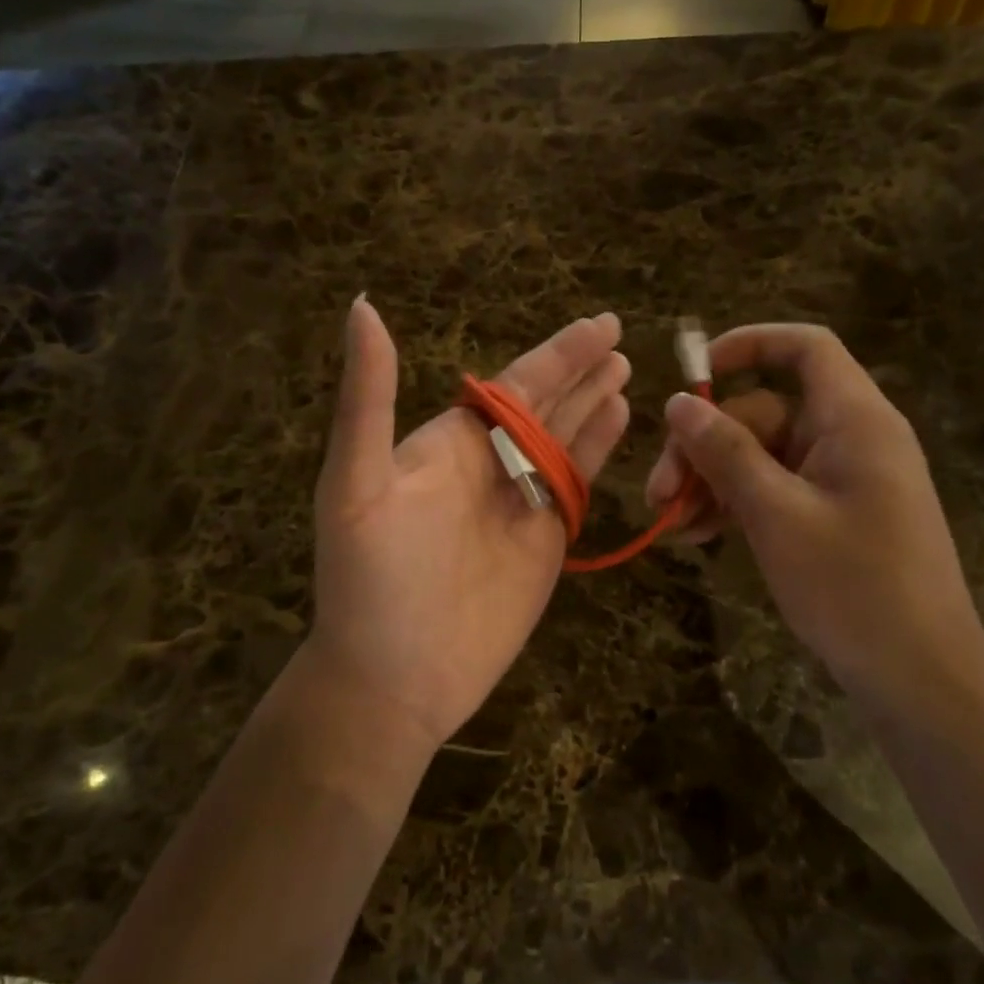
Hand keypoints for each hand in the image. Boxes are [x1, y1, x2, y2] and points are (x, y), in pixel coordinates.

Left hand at [303, 299, 631, 752]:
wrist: (393, 678)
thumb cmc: (369, 580)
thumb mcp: (356, 481)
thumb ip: (368, 397)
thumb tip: (361, 305)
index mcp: (450, 443)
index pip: (514, 384)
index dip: (558, 353)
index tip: (597, 325)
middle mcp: (490, 464)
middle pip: (547, 404)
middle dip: (581, 370)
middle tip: (618, 333)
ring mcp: (522, 503)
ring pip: (567, 438)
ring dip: (595, 402)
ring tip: (626, 369)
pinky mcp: (547, 541)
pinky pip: (578, 483)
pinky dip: (600, 450)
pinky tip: (620, 420)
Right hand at [644, 324, 983, 702]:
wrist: (919, 678)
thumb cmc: (853, 587)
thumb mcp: (776, 515)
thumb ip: (725, 452)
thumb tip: (679, 401)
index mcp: (854, 420)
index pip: (805, 348)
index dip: (748, 346)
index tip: (695, 376)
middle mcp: (848, 439)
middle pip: (763, 411)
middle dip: (704, 446)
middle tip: (659, 493)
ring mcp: (839, 479)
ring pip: (760, 456)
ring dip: (711, 481)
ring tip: (671, 525)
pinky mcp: (830, 514)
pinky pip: (773, 489)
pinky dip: (735, 505)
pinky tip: (697, 535)